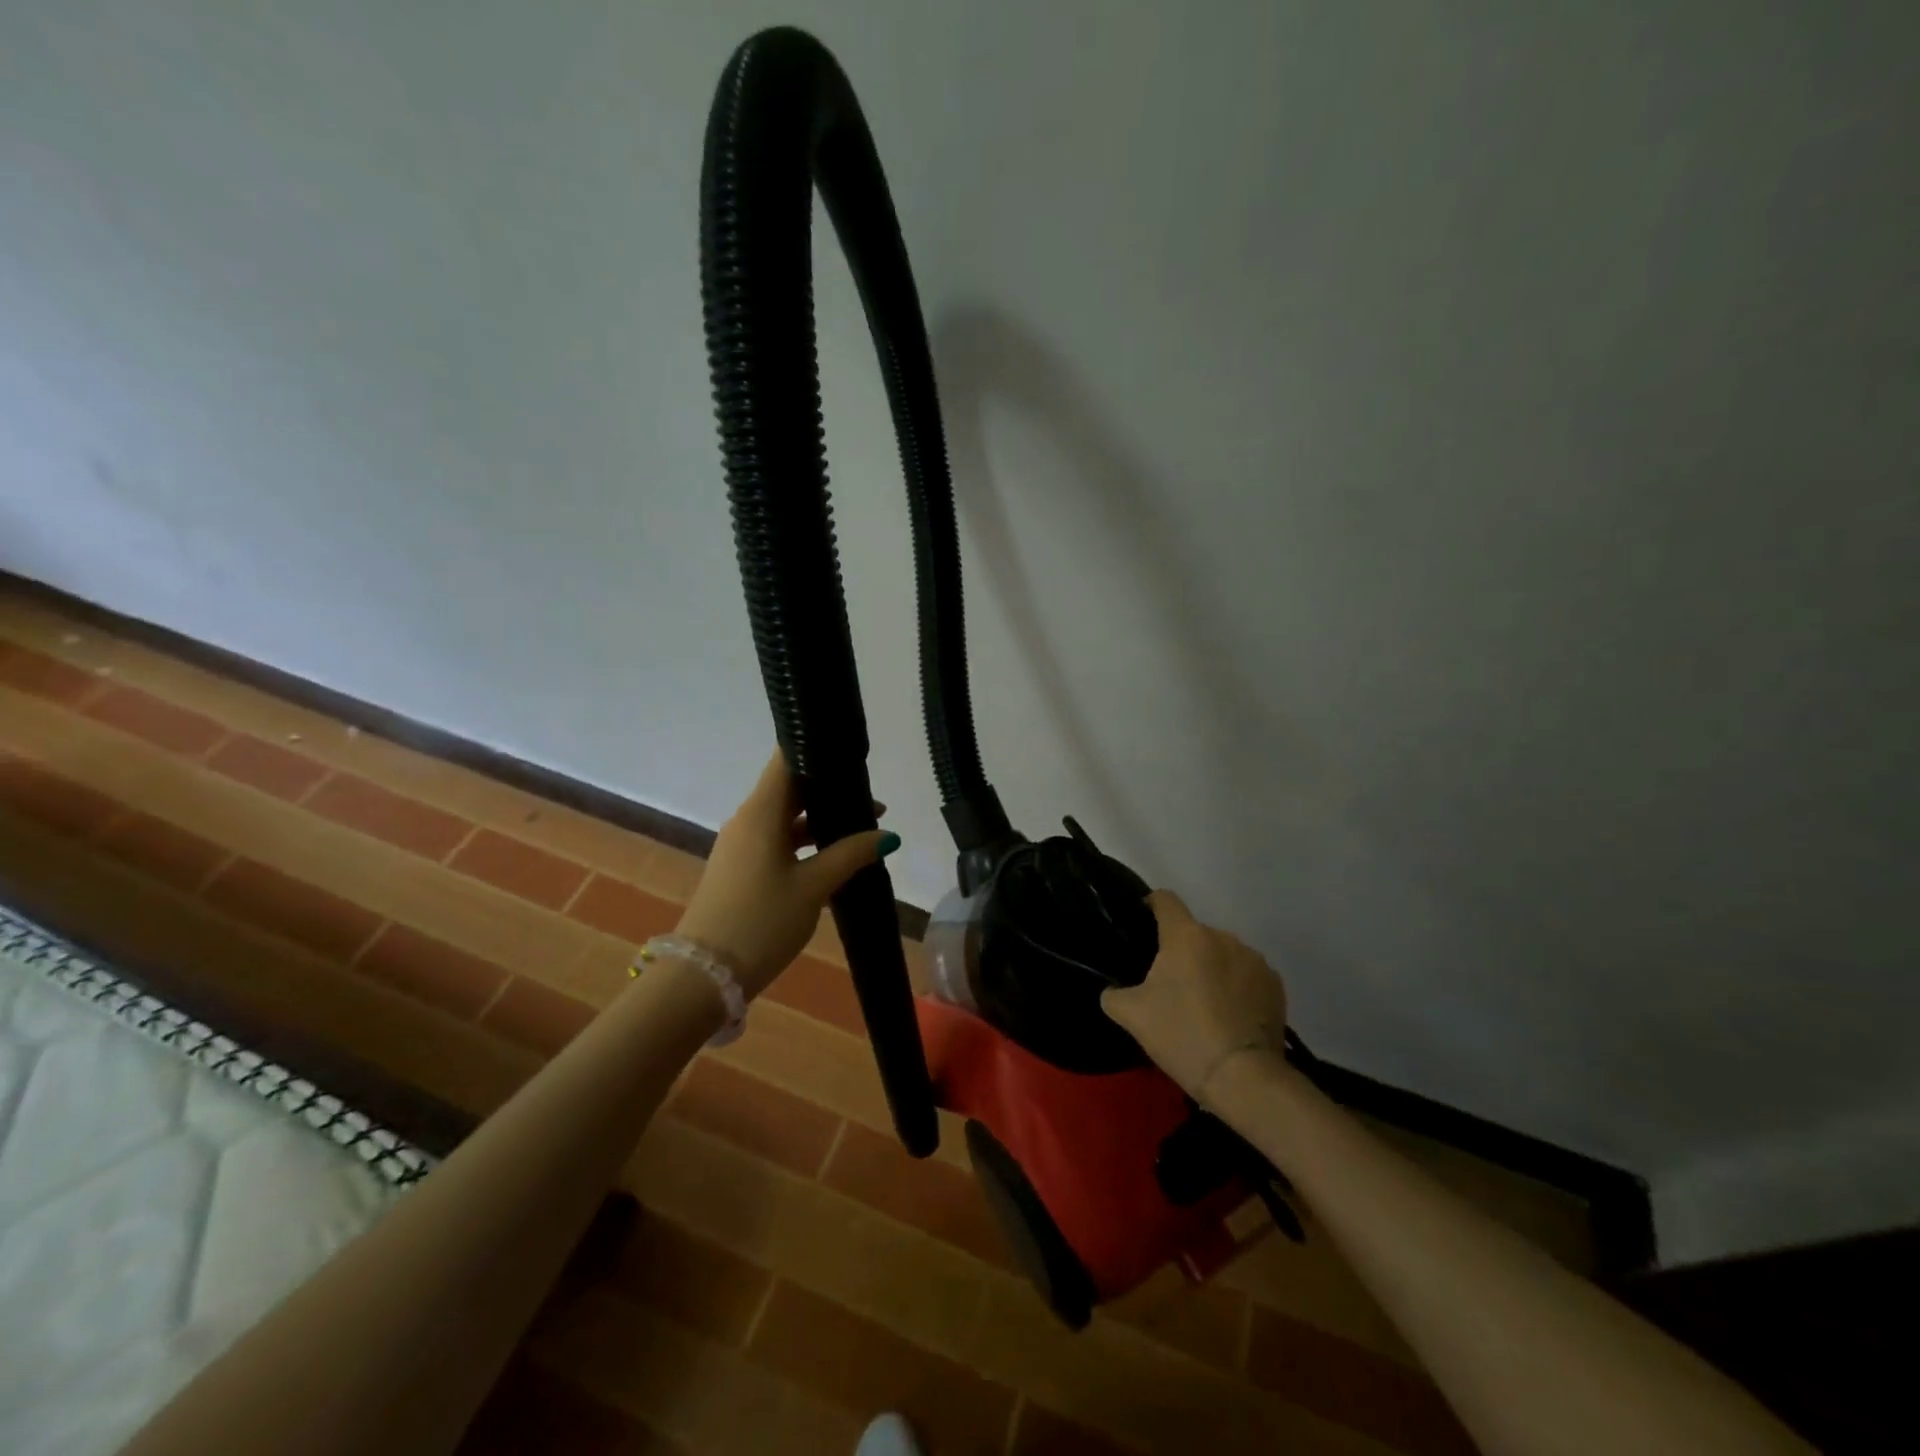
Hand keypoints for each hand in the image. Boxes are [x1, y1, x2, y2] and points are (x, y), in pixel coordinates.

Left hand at [674, 750, 898, 997]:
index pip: (787, 759)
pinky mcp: (740, 868)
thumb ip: (851, 855)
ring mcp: (741, 845)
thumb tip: (887, 835)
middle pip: (790, 787)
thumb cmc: (762, 921)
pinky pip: (776, 840)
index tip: (849, 750)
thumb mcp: (813, 887)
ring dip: (820, 818)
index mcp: (761, 812)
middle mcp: (747, 819)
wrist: (704, 976)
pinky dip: (804, 841)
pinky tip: (834, 855)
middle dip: (828, 788)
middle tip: (869, 792)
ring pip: (785, 817)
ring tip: (862, 824)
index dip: (816, 748)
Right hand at [1100, 890, 1287, 1103]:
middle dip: (1183, 951)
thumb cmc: (1181, 1035)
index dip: (1151, 905)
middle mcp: (1222, 937)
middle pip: (1195, 933)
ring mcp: (1254, 959)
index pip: (1165, 900)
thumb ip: (1113, 994)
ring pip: (1223, 953)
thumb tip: (1113, 990)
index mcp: (1186, 936)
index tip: (1144, 922)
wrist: (1243, 1077)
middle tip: (1171, 984)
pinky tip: (1231, 1015)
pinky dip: (1237, 986)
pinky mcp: (1275, 985)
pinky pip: (1247, 975)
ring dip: (1212, 967)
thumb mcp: (1131, 1016)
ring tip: (1205, 1003)